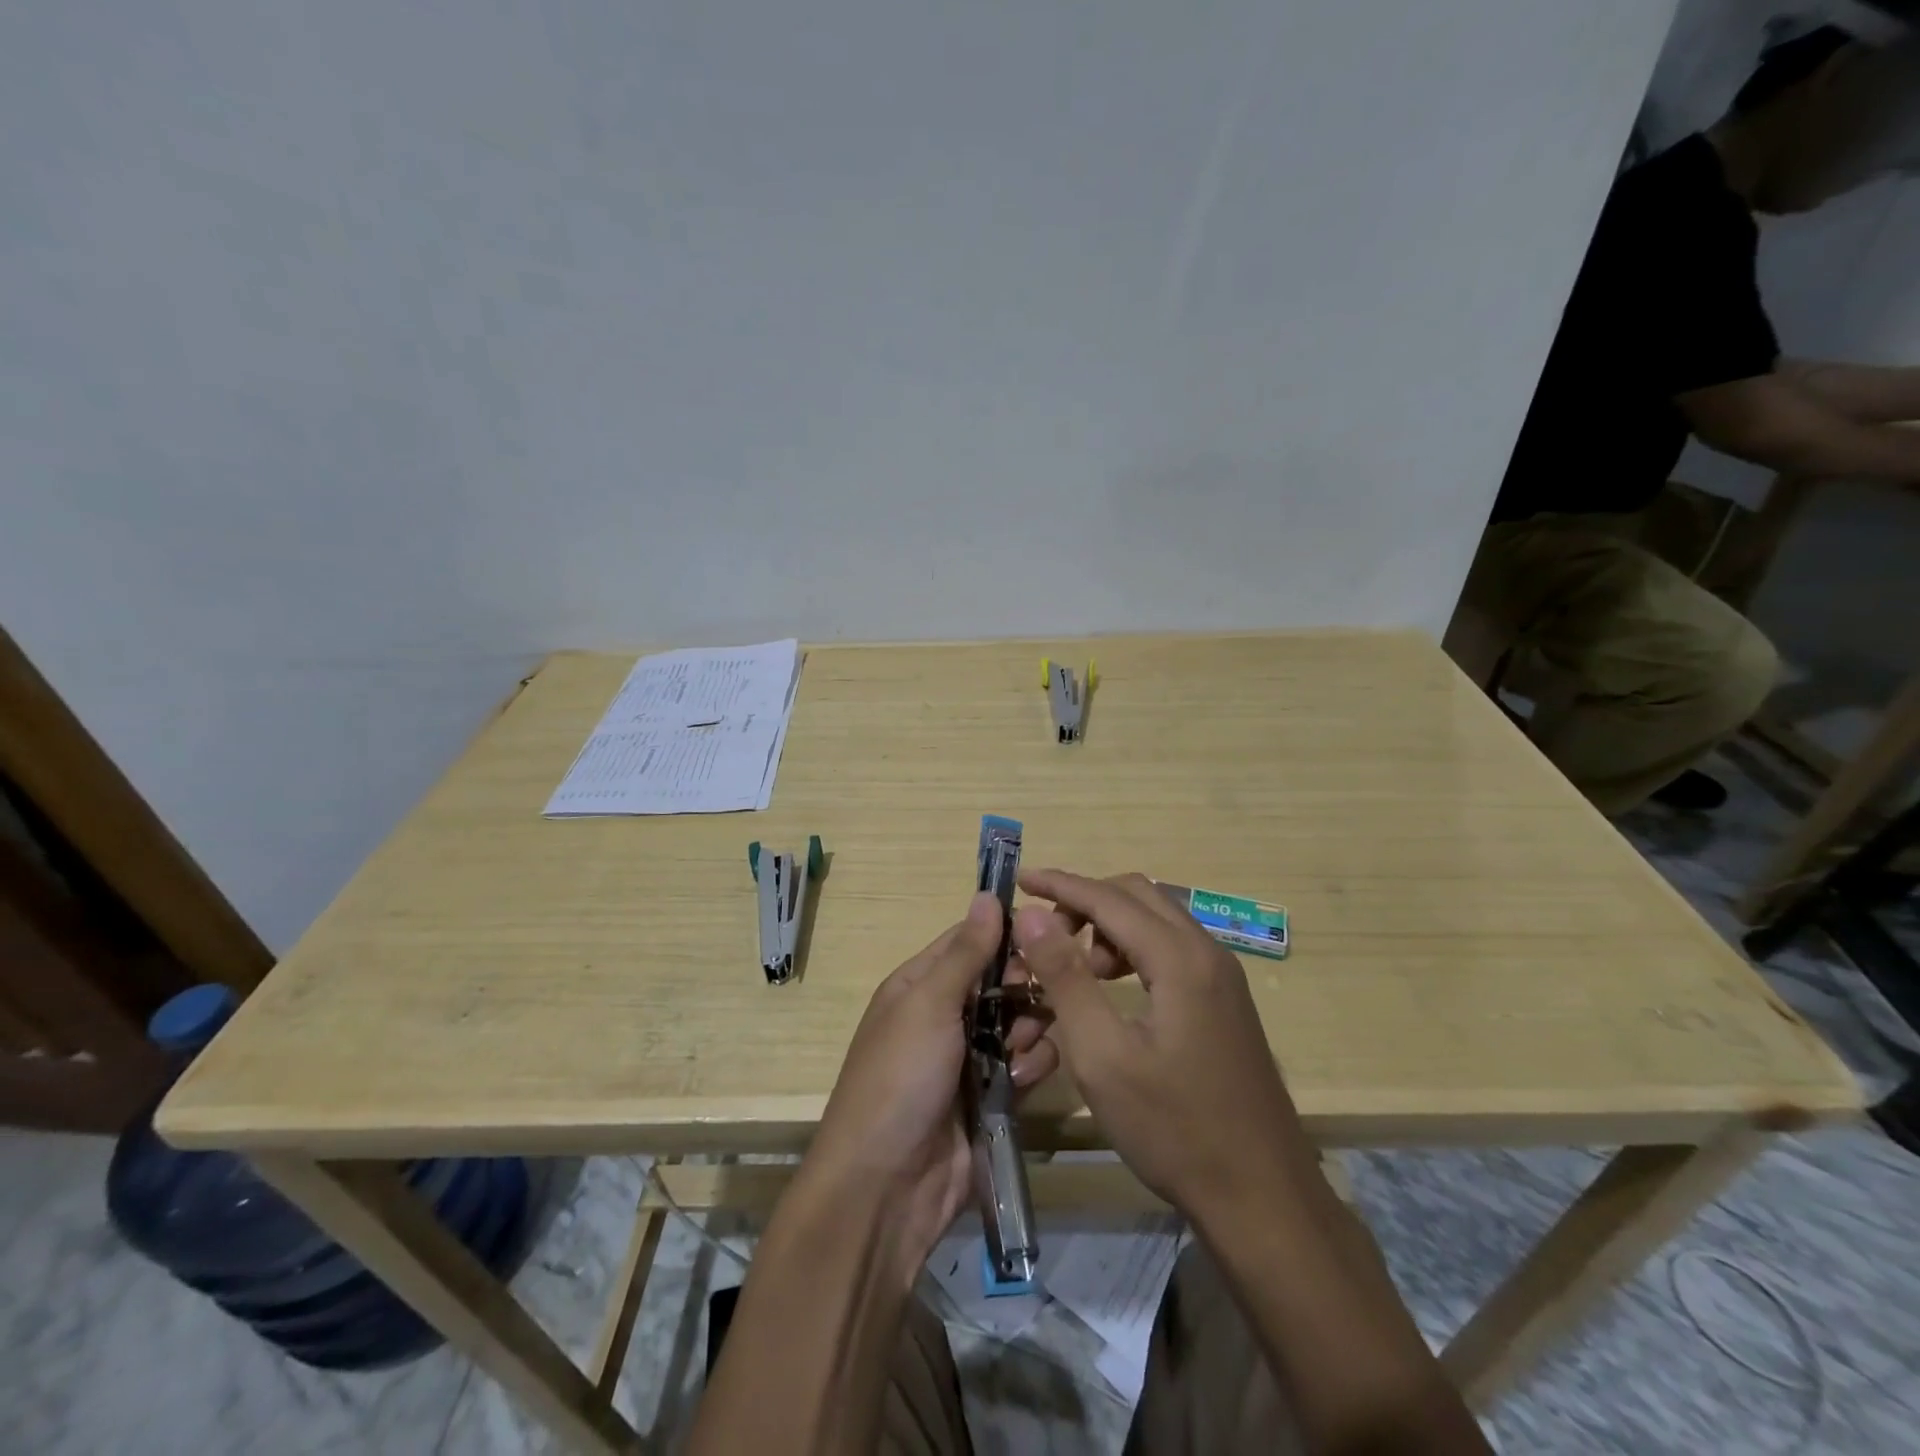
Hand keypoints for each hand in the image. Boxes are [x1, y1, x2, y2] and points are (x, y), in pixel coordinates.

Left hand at [802, 892, 1059, 1276]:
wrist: (885, 1188)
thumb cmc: (900, 1078)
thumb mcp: (928, 1004)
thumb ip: (965, 953)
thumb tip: (988, 894)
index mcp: (920, 985)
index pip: (969, 941)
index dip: (1006, 934)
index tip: (1049, 934)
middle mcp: (944, 1016)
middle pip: (1000, 982)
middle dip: (1023, 988)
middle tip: (1036, 1000)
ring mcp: (967, 1059)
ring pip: (1018, 1024)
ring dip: (1029, 1030)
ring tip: (1020, 1050)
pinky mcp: (990, 1100)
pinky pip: (1024, 1068)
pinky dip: (1031, 1069)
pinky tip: (1024, 1081)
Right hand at [1013, 870, 1313, 1223]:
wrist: (1263, 1198)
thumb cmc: (1174, 1129)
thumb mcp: (1102, 1055)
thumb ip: (1066, 977)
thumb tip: (1033, 915)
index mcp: (1180, 958)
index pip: (1109, 898)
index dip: (1060, 884)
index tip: (1019, 879)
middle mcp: (1207, 953)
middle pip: (1137, 896)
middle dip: (1086, 902)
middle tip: (1044, 934)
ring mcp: (1223, 977)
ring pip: (1156, 921)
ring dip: (1109, 927)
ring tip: (1076, 970)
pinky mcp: (1225, 1001)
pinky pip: (1171, 949)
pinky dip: (1133, 950)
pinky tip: (1113, 989)